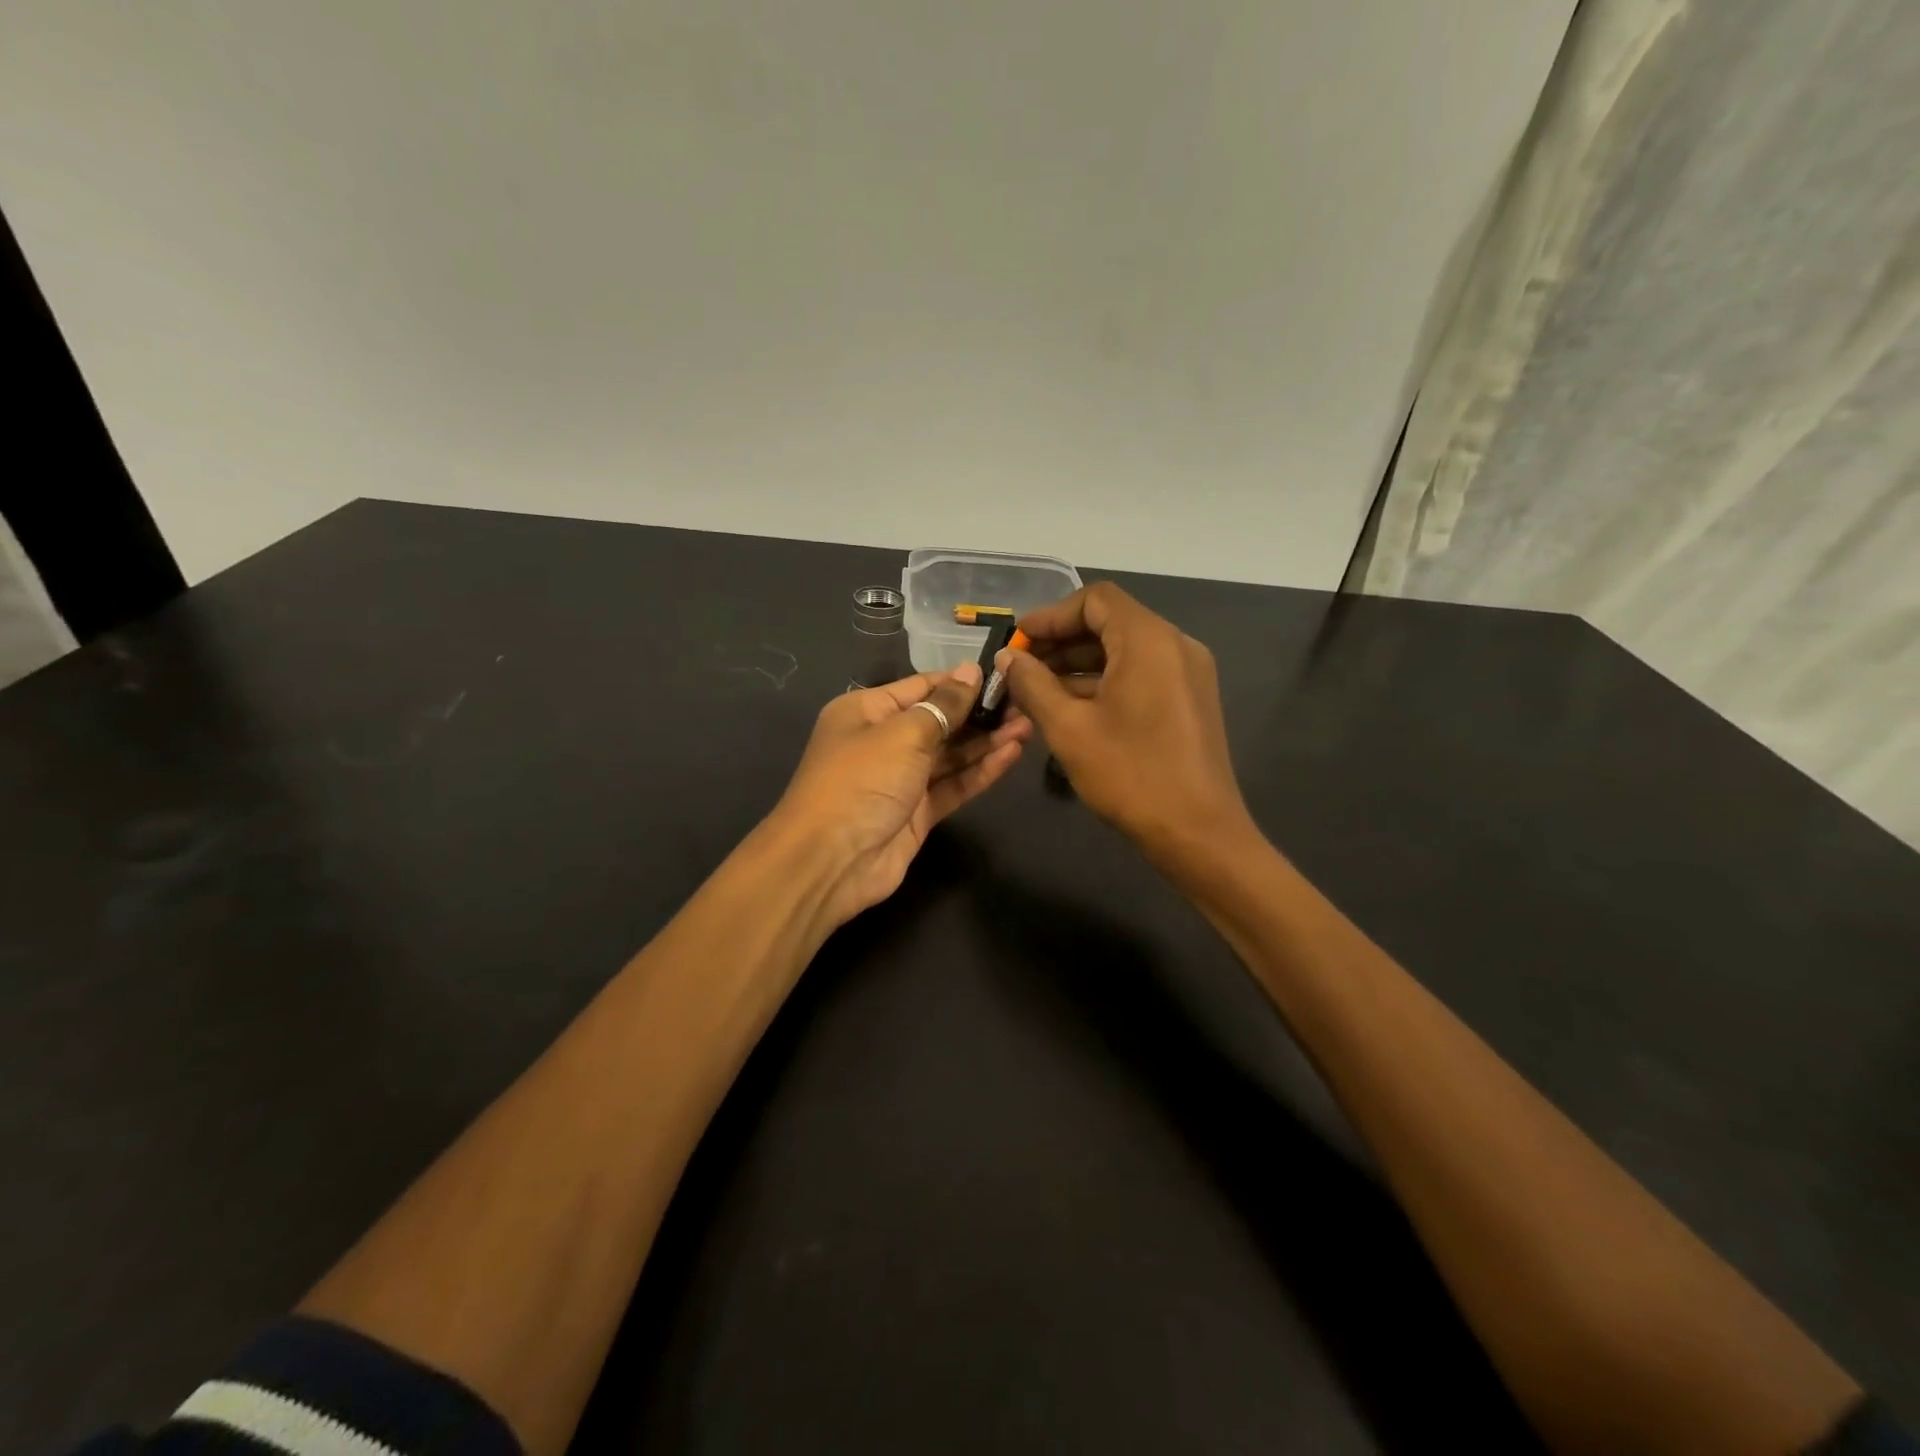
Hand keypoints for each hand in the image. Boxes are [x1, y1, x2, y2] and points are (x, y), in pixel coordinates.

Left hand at [771, 663, 1030, 929]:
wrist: (831, 862)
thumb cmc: (861, 781)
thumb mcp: (903, 733)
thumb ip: (943, 705)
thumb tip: (971, 671)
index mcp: (866, 711)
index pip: (921, 686)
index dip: (961, 681)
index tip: (1003, 676)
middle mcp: (883, 741)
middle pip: (939, 721)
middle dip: (980, 713)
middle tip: (1026, 703)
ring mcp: (901, 779)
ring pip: (950, 755)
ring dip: (986, 741)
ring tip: (1028, 726)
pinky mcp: (918, 813)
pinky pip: (953, 785)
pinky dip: (980, 771)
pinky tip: (1011, 755)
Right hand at [1001, 583, 1253, 867]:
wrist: (1198, 833)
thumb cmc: (1130, 775)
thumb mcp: (1069, 728)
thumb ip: (1032, 684)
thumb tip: (1007, 658)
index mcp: (1149, 640)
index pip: (1095, 600)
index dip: (1051, 616)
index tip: (1018, 643)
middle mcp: (1175, 645)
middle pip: (1110, 623)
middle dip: (1061, 642)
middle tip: (1020, 669)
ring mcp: (1187, 674)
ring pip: (1124, 651)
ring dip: (1079, 665)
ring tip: (1036, 692)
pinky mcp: (1189, 700)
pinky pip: (1140, 674)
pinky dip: (1104, 682)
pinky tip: (1071, 709)